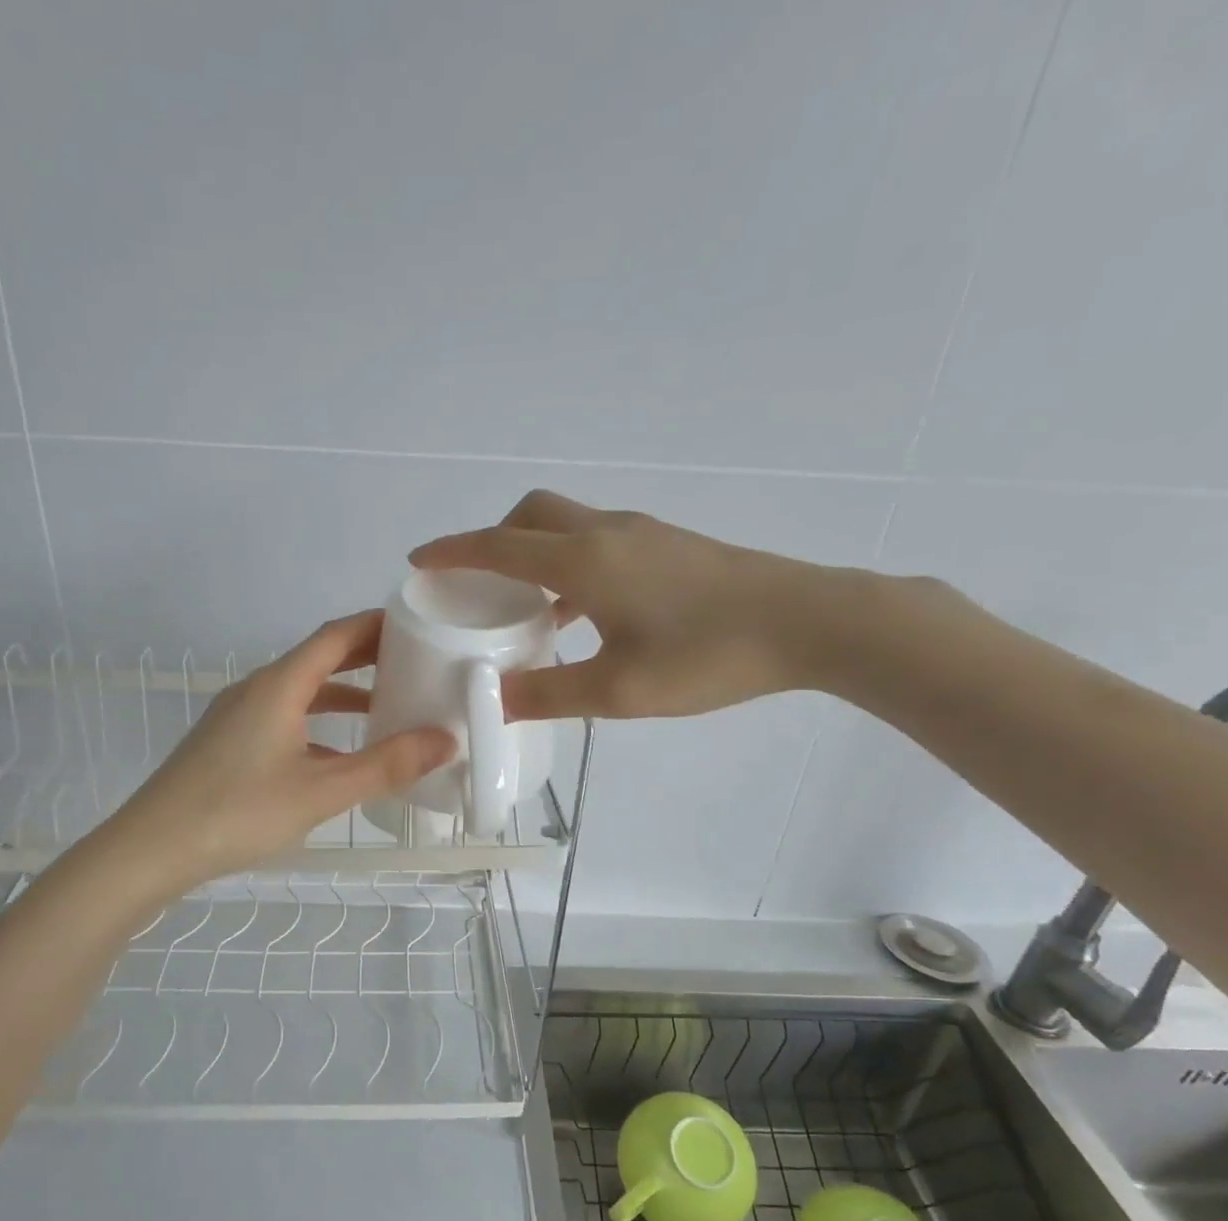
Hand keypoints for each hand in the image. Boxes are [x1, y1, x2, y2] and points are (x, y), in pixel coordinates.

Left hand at [110, 611, 454, 885]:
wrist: (151, 849)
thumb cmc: (238, 812)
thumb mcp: (321, 791)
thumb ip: (385, 766)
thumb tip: (445, 740)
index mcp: (279, 685)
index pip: (335, 636)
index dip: (375, 625)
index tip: (416, 623)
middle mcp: (257, 689)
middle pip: (318, 658)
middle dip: (365, 656)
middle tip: (413, 660)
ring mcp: (238, 716)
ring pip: (301, 691)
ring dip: (342, 692)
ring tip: (386, 705)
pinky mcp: (229, 743)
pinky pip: (285, 717)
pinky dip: (319, 723)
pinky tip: (339, 753)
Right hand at [410, 490, 852, 719]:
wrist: (808, 622)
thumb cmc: (708, 655)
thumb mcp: (620, 691)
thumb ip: (549, 694)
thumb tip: (496, 698)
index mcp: (584, 561)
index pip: (499, 546)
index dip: (453, 552)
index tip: (419, 560)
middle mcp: (606, 534)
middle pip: (532, 515)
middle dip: (494, 540)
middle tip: (481, 586)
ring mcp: (643, 534)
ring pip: (568, 526)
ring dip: (536, 555)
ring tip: (527, 609)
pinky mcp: (669, 545)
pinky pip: (599, 543)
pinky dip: (571, 566)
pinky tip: (585, 616)